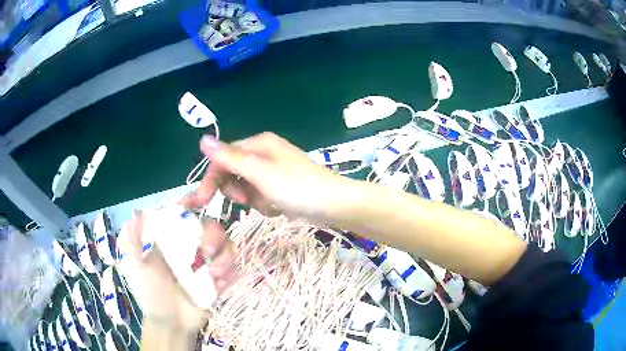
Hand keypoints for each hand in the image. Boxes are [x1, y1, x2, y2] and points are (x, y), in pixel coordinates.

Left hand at [117, 211, 237, 330]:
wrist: (171, 323)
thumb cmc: (150, 293)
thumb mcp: (135, 267)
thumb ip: (132, 242)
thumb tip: (136, 213)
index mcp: (171, 240)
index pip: (183, 214)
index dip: (192, 203)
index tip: (197, 202)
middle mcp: (190, 247)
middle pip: (210, 226)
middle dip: (213, 234)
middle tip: (206, 250)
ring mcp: (206, 263)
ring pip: (225, 244)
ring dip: (223, 254)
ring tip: (214, 272)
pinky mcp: (219, 278)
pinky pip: (232, 267)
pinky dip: (229, 270)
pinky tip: (219, 282)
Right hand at [183, 132, 349, 222]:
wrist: (336, 206)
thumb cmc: (299, 188)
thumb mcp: (261, 174)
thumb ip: (231, 158)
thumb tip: (203, 139)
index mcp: (259, 144)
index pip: (223, 157)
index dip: (212, 178)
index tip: (202, 201)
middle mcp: (265, 153)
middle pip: (233, 172)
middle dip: (237, 191)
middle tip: (246, 201)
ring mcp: (274, 170)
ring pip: (246, 187)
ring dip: (253, 200)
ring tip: (271, 204)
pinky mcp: (281, 186)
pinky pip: (261, 196)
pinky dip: (265, 205)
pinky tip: (279, 208)